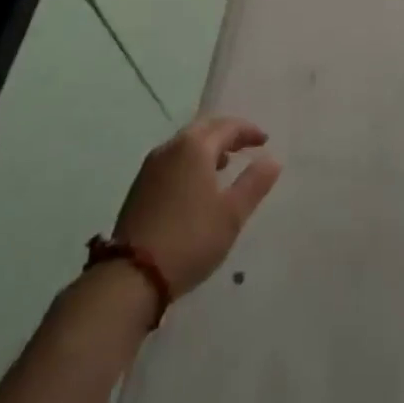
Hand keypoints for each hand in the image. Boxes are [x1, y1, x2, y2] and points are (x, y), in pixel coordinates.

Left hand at [114, 115, 281, 297]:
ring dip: (207, 147)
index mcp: (195, 147)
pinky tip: (196, 184)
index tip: (264, 141)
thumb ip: (254, 183)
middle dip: (226, 133)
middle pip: (204, 128)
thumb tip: (272, 160)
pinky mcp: (140, 186)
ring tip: (224, 164)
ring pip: (185, 144)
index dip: (248, 131)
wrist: (131, 276)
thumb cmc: (190, 239)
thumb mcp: (231, 214)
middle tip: (245, 145)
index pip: (227, 126)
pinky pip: (172, 160)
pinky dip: (190, 161)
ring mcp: (151, 166)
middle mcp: (171, 148)